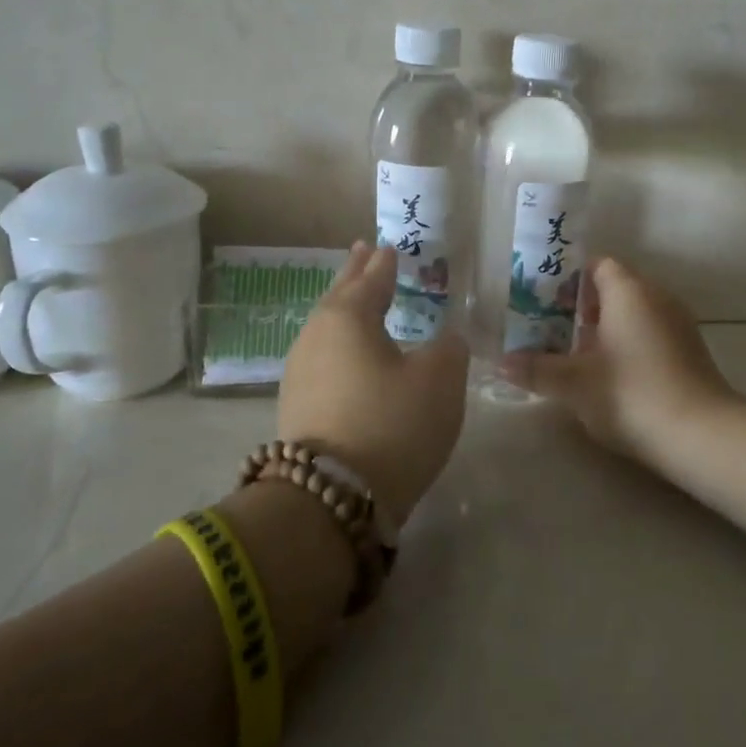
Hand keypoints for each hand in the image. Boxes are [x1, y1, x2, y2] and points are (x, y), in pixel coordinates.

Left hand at [277, 243, 467, 521]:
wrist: (331, 498)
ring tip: (358, 299)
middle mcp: (316, 335)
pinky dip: (339, 344)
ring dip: (345, 309)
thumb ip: (448, 348)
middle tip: (363, 252)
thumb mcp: (440, 379)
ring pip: (327, 327)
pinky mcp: (296, 406)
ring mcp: (300, 372)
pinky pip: (323, 356)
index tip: (388, 248)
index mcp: (349, 316)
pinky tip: (348, 353)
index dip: (384, 264)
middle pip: (339, 295)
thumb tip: (444, 340)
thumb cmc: (392, 424)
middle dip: (354, 275)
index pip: (371, 279)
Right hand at [501, 257, 733, 455]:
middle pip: (614, 288)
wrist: (701, 434)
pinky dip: (628, 344)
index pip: (597, 265)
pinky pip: (651, 333)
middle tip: (550, 330)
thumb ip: (536, 369)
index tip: (544, 301)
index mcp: (628, 290)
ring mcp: (678, 323)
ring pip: (634, 313)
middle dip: (581, 307)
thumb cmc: (630, 394)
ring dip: (605, 328)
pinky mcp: (690, 351)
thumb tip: (502, 362)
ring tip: (575, 356)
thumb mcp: (574, 383)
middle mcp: (657, 296)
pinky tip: (611, 376)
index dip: (567, 279)